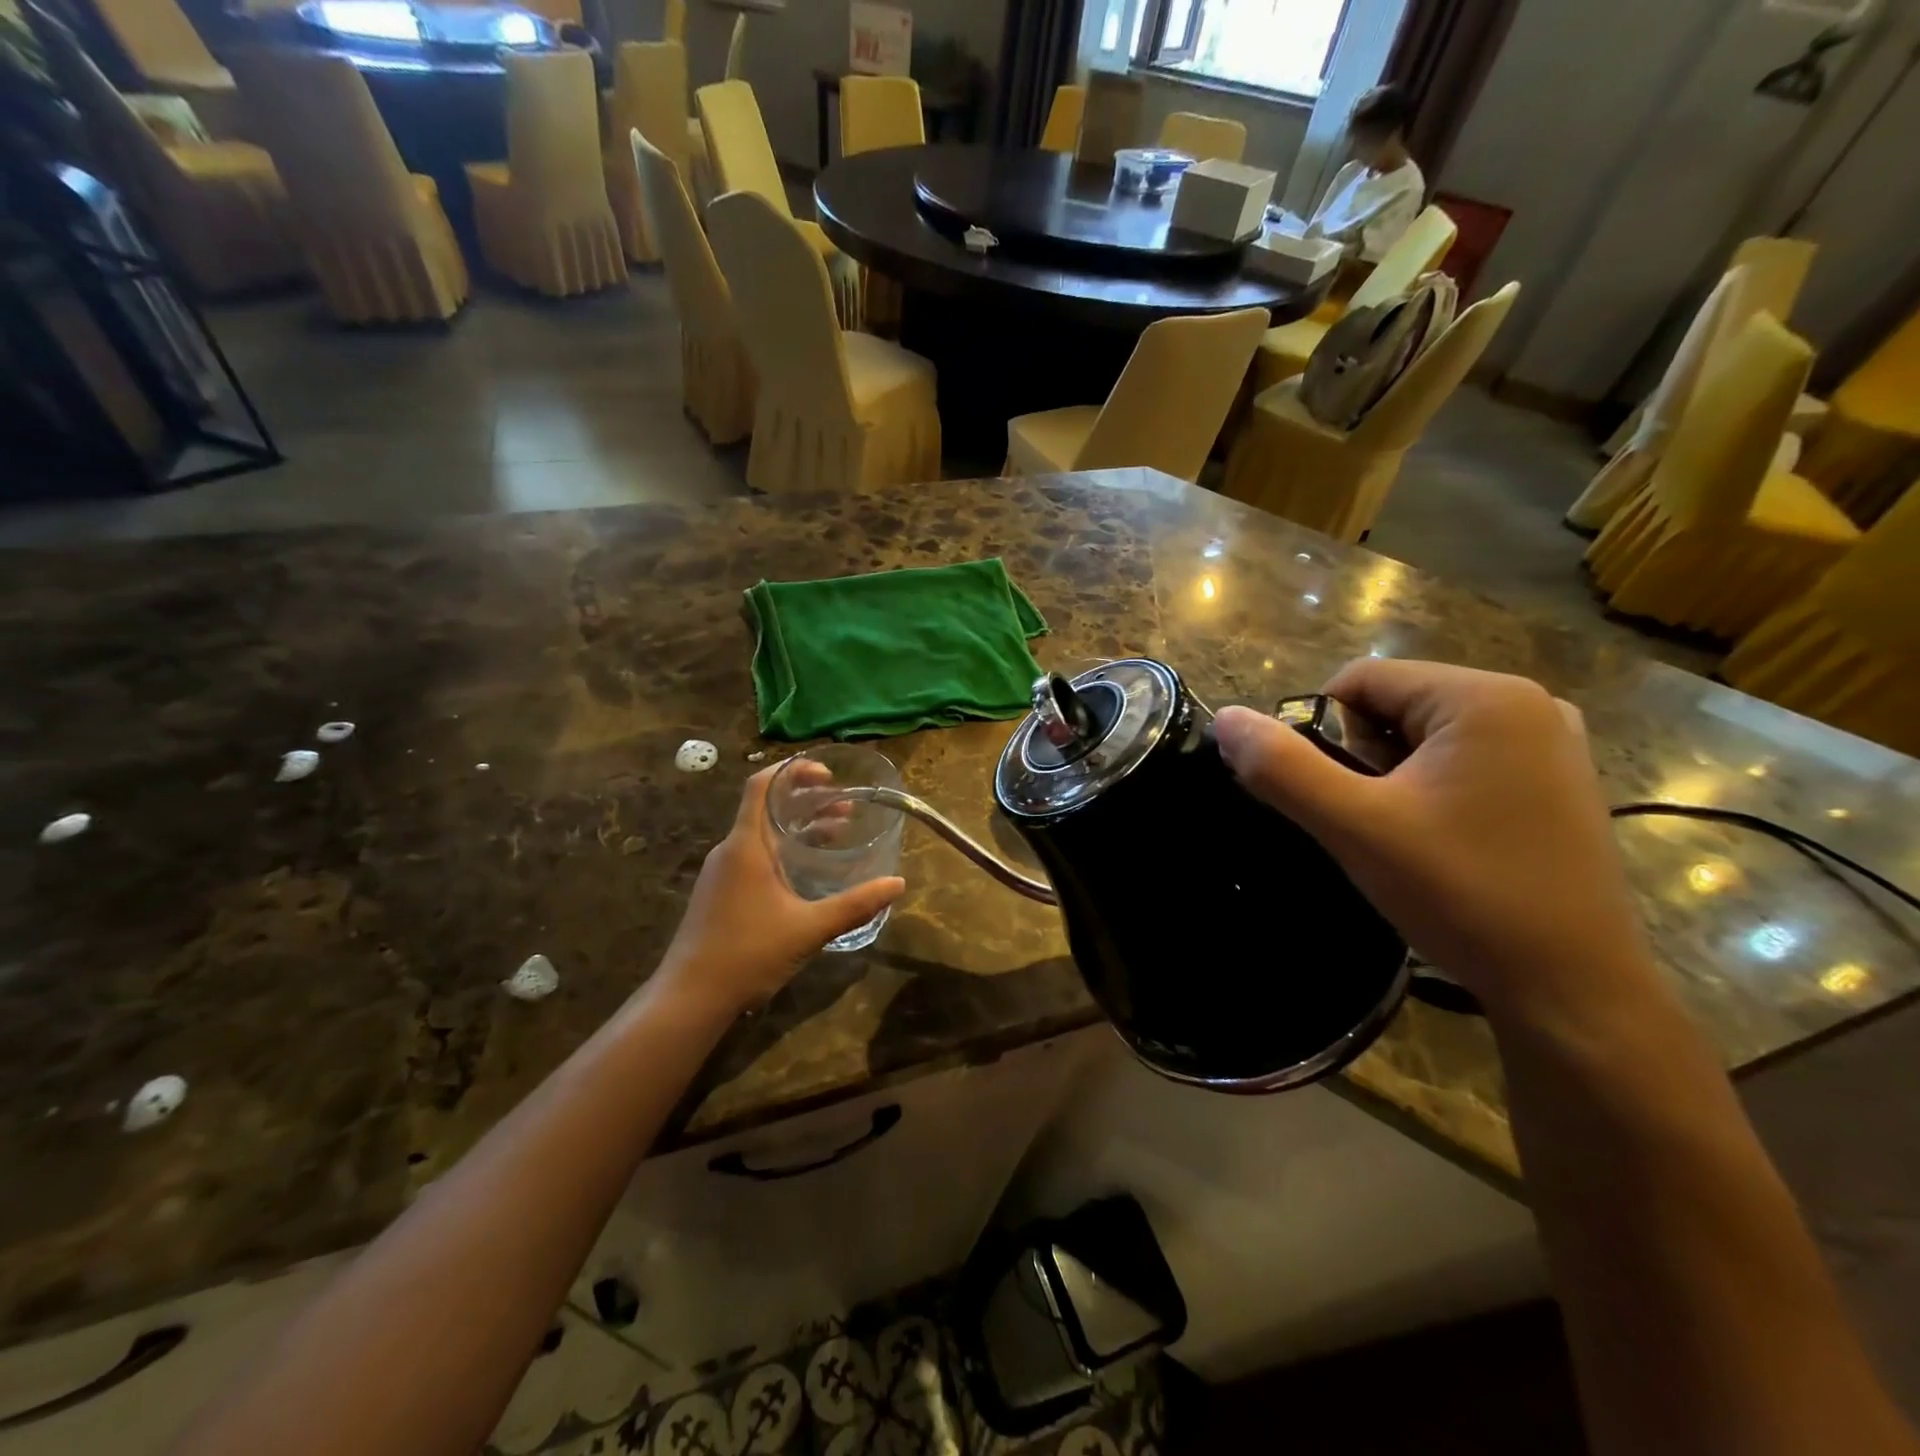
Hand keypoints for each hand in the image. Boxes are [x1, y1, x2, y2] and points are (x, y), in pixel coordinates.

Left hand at [655, 765, 904, 1017]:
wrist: (689, 998)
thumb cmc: (748, 954)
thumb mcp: (809, 928)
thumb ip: (855, 904)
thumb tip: (898, 884)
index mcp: (746, 846)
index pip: (762, 785)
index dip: (793, 771)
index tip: (828, 774)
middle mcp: (731, 850)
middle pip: (768, 807)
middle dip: (808, 800)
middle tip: (845, 806)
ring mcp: (722, 872)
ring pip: (764, 833)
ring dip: (799, 827)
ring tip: (837, 832)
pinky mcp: (720, 892)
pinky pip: (756, 855)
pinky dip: (785, 849)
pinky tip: (808, 870)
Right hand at [1214, 660, 1656, 1024]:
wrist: (1571, 989)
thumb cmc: (1463, 894)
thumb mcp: (1355, 827)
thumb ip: (1282, 767)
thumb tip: (1225, 718)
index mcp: (1485, 697)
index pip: (1359, 681)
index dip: (1325, 735)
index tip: (1342, 799)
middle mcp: (1529, 702)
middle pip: (1393, 705)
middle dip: (1364, 759)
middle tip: (1380, 825)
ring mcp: (1552, 743)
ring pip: (1423, 736)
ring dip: (1394, 778)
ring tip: (1412, 840)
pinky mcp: (1558, 781)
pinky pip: (1463, 760)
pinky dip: (1432, 791)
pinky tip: (1446, 843)